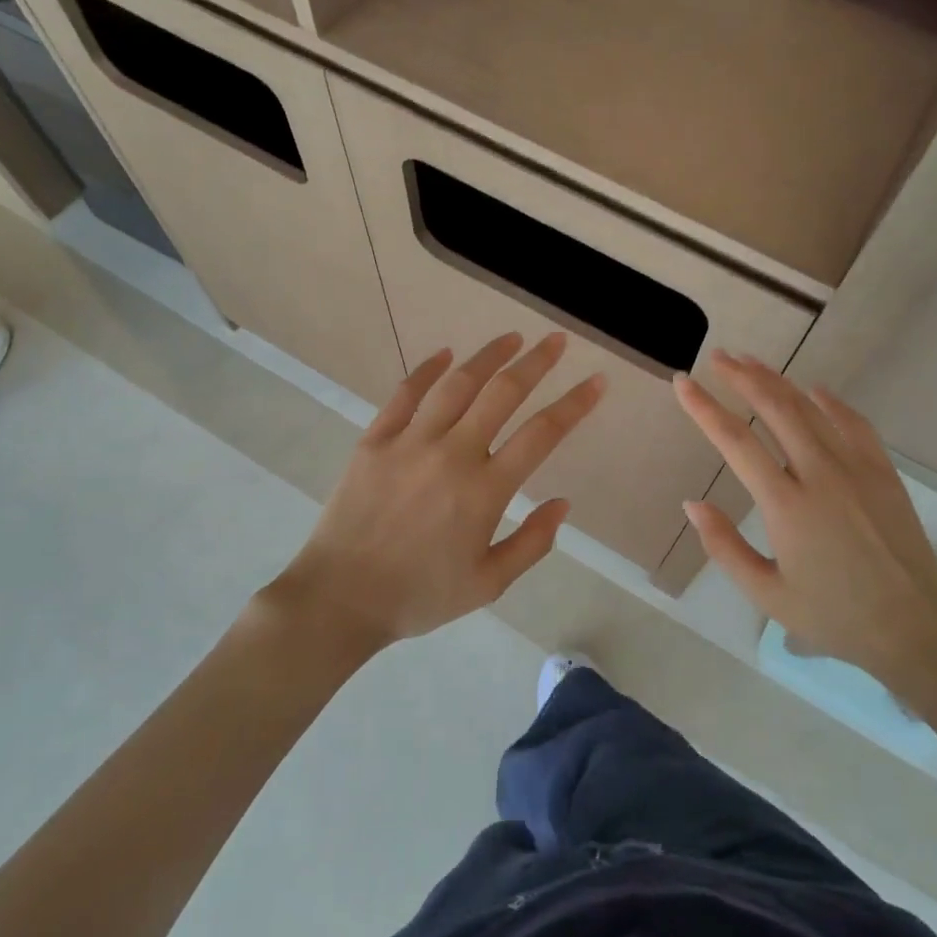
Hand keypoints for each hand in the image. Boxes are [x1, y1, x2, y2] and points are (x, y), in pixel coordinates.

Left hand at [268, 333, 604, 650]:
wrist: (340, 598)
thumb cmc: (419, 596)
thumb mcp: (488, 585)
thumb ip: (532, 543)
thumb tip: (562, 503)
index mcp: (485, 491)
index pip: (542, 434)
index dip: (574, 403)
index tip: (596, 381)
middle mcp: (452, 454)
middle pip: (503, 393)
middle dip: (536, 363)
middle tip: (556, 341)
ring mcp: (410, 442)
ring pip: (457, 384)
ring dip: (488, 356)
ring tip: (512, 337)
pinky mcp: (375, 440)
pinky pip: (406, 394)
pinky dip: (428, 369)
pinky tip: (446, 354)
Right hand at [673, 351, 936, 686]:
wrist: (915, 628)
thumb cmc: (834, 616)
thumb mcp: (767, 594)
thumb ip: (724, 547)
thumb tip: (693, 503)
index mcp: (786, 506)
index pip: (735, 442)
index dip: (704, 408)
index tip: (683, 383)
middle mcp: (820, 475)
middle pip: (775, 408)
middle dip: (742, 377)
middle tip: (718, 357)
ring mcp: (857, 468)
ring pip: (811, 408)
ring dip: (778, 380)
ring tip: (751, 362)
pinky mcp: (884, 472)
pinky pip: (854, 422)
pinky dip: (830, 401)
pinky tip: (814, 390)